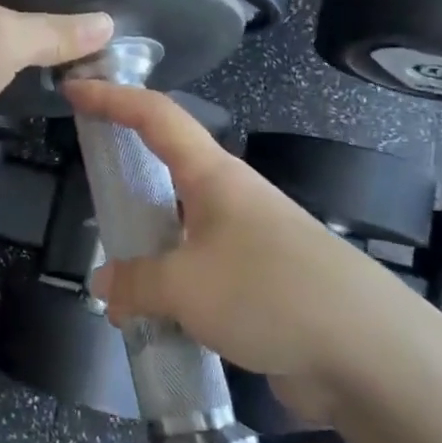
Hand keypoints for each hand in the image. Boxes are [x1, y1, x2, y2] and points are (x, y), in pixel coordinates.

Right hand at [64, 81, 399, 423]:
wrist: (368, 353)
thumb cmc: (268, 292)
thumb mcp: (185, 285)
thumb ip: (135, 281)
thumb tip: (106, 283)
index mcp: (213, 175)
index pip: (154, 116)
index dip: (111, 97)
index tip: (73, 89)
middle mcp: (231, 199)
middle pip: (168, 172)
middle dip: (128, 182)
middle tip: (94, 200)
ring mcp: (249, 243)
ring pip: (181, 233)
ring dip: (149, 257)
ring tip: (117, 293)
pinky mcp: (262, 286)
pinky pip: (202, 279)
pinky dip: (174, 295)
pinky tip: (156, 327)